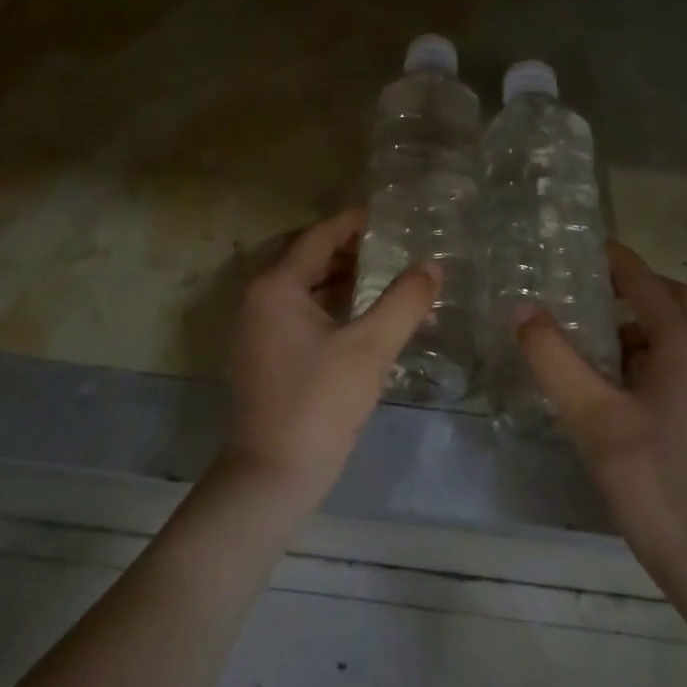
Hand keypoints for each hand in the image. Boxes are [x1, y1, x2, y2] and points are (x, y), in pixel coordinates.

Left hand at [225, 209, 440, 512]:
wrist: (273, 471)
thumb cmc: (321, 401)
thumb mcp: (371, 347)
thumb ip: (404, 301)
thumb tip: (432, 267)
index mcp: (276, 286)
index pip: (317, 237)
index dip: (351, 223)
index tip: (384, 215)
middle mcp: (257, 299)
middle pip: (303, 257)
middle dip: (343, 248)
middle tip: (386, 245)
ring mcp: (254, 329)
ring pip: (298, 286)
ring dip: (334, 276)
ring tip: (378, 275)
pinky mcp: (260, 354)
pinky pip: (293, 311)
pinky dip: (323, 303)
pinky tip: (355, 315)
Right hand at [516, 242, 686, 589]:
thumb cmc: (649, 476)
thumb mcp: (590, 414)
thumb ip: (553, 357)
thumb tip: (522, 309)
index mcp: (686, 345)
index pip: (645, 283)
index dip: (614, 260)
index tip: (580, 244)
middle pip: (672, 299)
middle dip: (632, 287)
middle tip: (584, 289)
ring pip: (677, 330)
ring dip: (638, 321)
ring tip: (587, 332)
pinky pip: (679, 358)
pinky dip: (646, 350)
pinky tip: (610, 375)